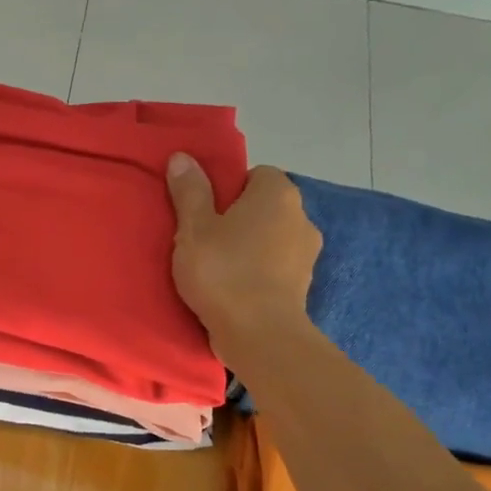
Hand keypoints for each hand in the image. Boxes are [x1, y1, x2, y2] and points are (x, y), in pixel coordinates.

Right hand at [166, 156, 321, 349]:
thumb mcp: (194, 228)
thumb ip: (190, 191)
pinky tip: (233, 289)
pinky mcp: (303, 285)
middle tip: (204, 240)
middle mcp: (301, 216)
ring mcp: (307, 253)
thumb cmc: (224, 272)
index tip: (204, 212)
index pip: (255, 175)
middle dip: (238, 219)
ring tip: (217, 268)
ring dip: (249, 248)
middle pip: (264, 207)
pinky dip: (258, 273)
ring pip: (271, 239)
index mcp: (277, 193)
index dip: (228, 190)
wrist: (260, 334)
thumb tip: (182, 156)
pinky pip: (275, 267)